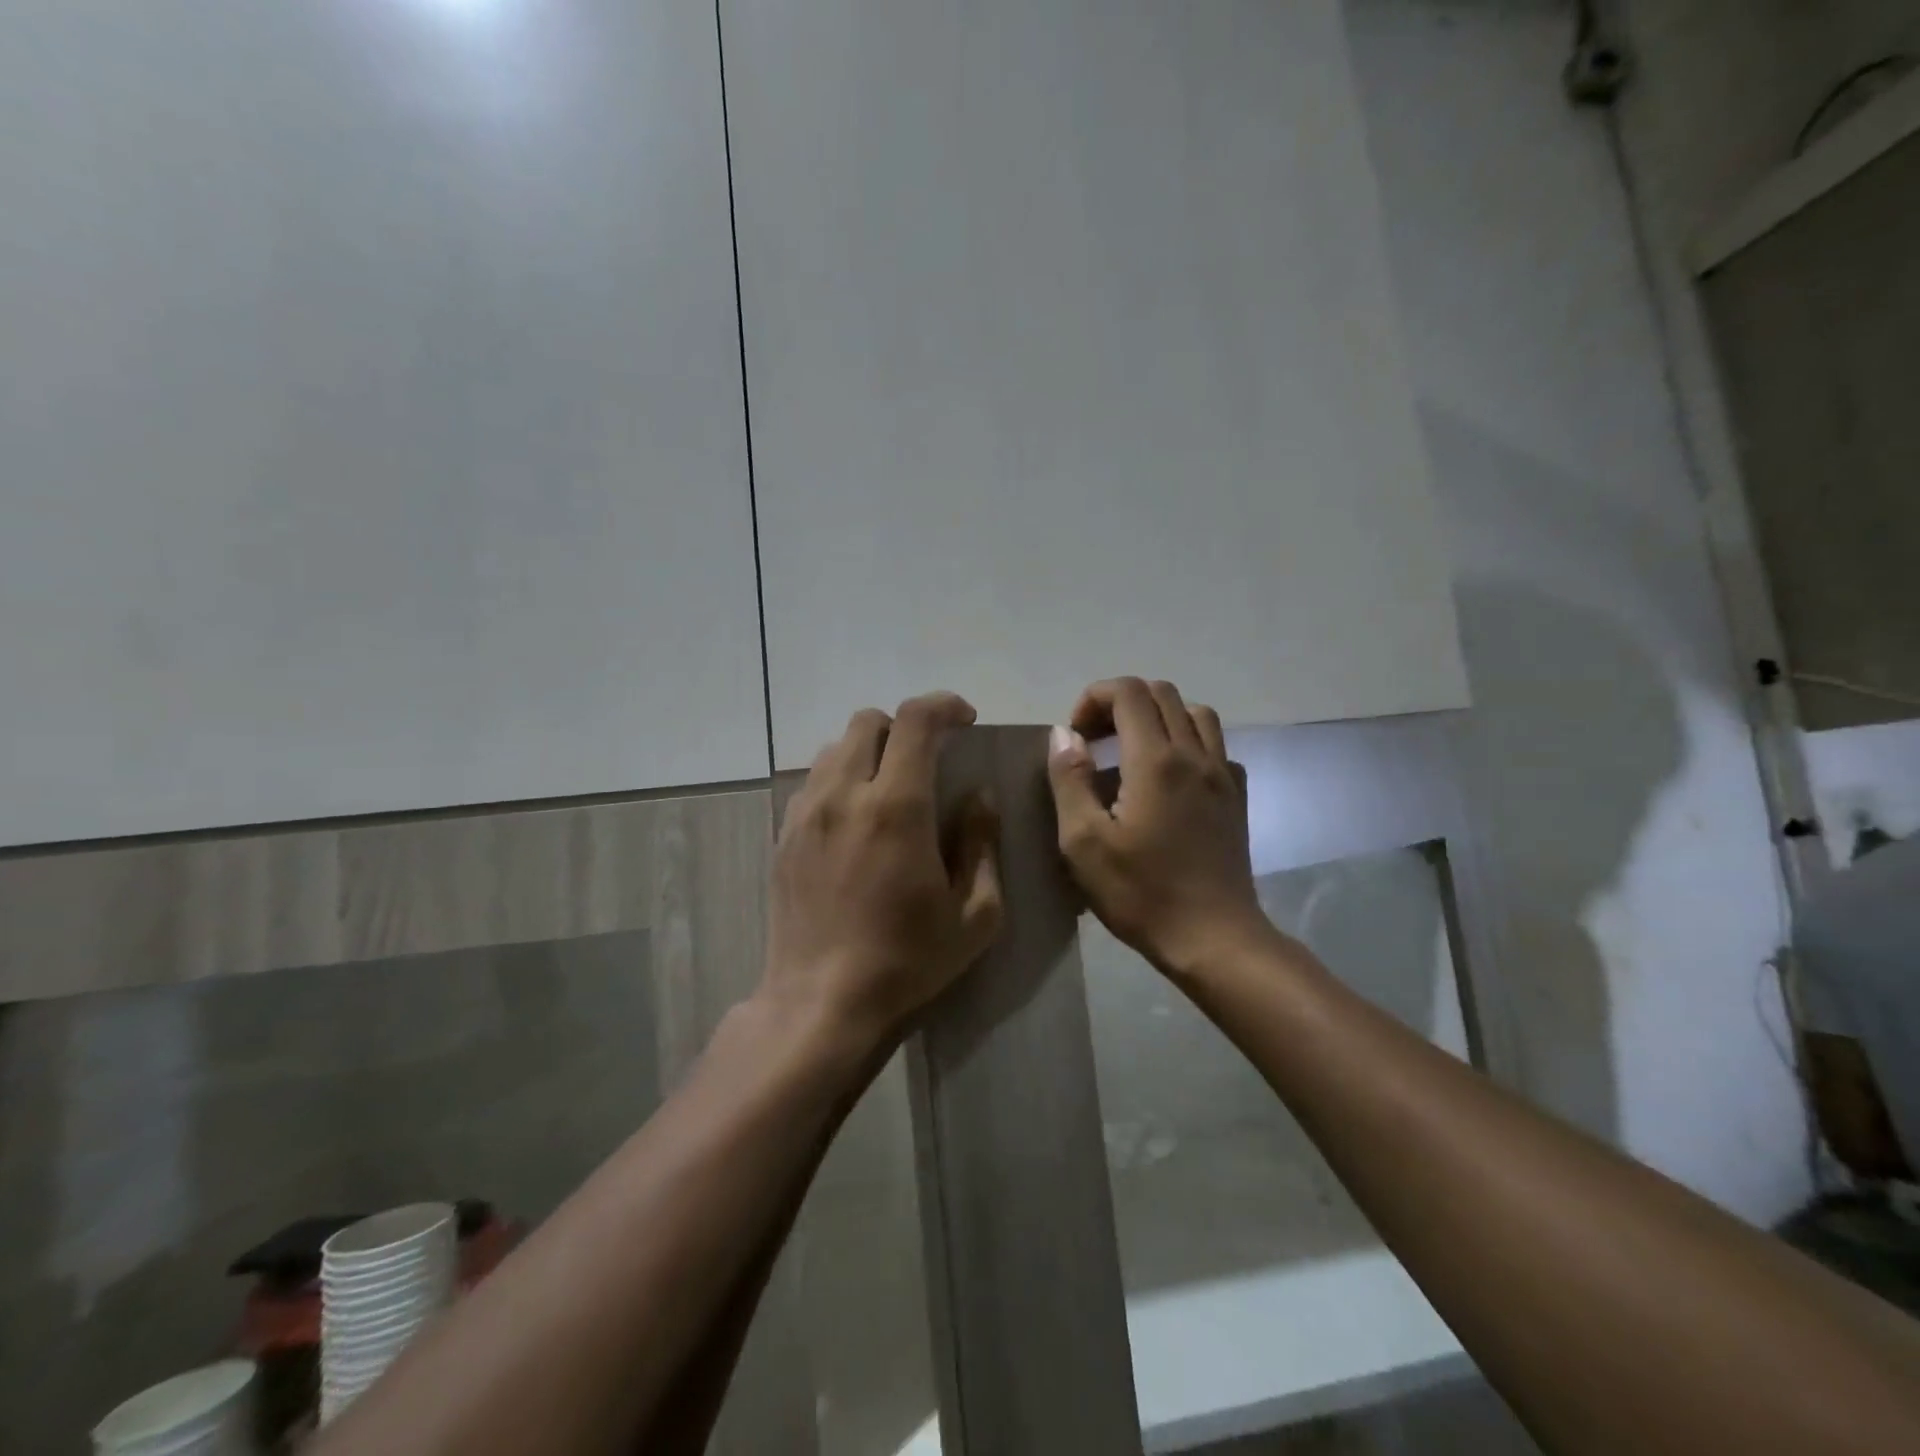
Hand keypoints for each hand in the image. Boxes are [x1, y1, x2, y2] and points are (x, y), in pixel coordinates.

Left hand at [767, 692, 1003, 1043]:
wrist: (821, 1004)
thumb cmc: (908, 962)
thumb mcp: (975, 914)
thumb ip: (981, 843)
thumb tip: (978, 795)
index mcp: (896, 808)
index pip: (915, 720)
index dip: (944, 706)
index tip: (965, 720)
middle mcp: (844, 795)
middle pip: (868, 722)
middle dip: (904, 727)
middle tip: (929, 758)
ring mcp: (806, 814)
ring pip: (835, 748)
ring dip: (870, 752)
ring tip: (891, 788)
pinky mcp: (784, 836)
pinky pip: (814, 782)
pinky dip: (841, 779)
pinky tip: (857, 820)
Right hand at [1047, 678, 1272, 979]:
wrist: (1214, 938)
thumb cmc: (1141, 893)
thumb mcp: (1083, 843)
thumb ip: (1069, 780)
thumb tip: (1064, 734)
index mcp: (1155, 760)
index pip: (1128, 692)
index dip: (1093, 699)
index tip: (1076, 738)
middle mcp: (1194, 754)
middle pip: (1162, 693)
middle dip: (1121, 704)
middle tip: (1096, 743)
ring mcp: (1222, 774)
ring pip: (1195, 713)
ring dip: (1158, 717)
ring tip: (1132, 752)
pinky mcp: (1237, 796)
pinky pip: (1215, 746)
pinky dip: (1187, 744)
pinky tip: (1170, 779)